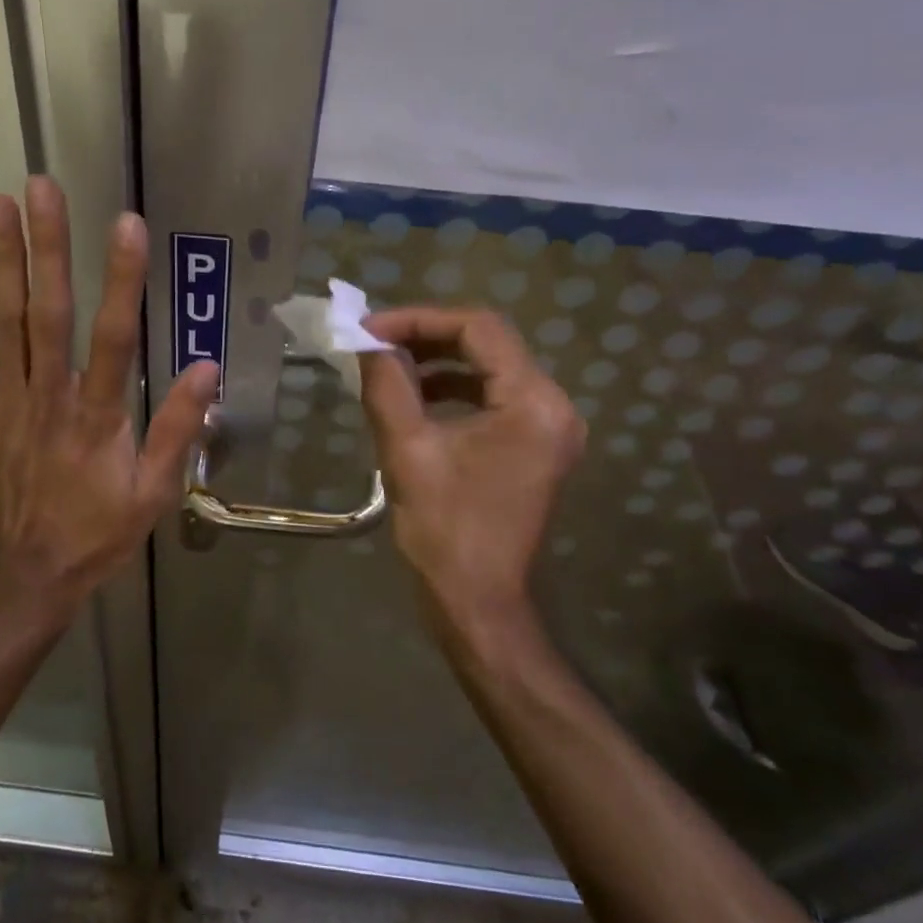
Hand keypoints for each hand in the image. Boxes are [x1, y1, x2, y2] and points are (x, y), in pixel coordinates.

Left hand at [0, 171, 216, 609]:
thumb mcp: (154, 493)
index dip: (122, 280)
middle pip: (49, 314)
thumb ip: (178, 430)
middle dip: (48, 248)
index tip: (126, 224)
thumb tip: (207, 368)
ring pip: (5, 322)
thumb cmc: (96, 534)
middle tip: (42, 188)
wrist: (23, 576)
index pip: (115, 338)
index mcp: (98, 416)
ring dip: (1, 261)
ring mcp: (6, 402)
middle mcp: (50, 397)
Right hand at [359, 307, 585, 641]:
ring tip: (388, 367)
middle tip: (374, 343)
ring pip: (490, 369)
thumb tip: (369, 344)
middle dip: (427, 337)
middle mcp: (554, 406)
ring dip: (439, 362)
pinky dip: (454, 390)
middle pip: (488, 344)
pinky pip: (494, 398)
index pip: (478, 329)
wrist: (477, 602)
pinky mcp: (535, 446)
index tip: (369, 329)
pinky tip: (416, 400)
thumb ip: (388, 385)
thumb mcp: (407, 449)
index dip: (419, 320)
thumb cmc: (445, 529)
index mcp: (533, 403)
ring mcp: (549, 428)